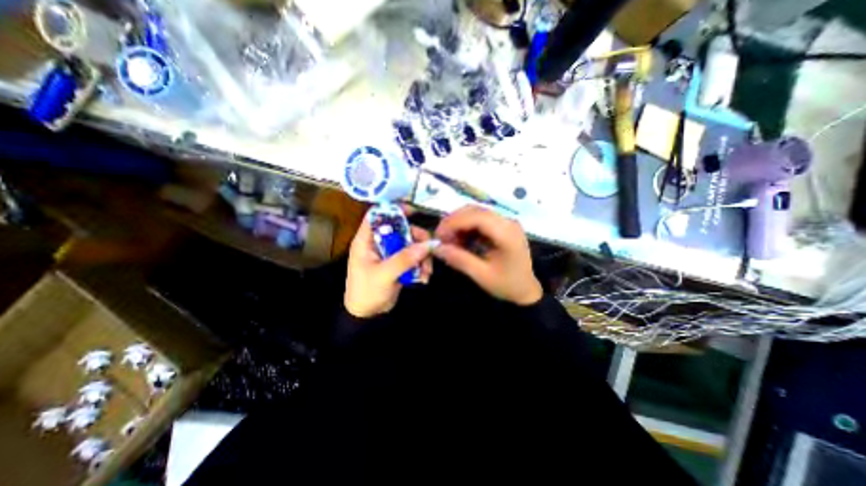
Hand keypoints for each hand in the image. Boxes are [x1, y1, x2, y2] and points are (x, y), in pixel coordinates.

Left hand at [343, 211, 431, 318]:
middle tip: (429, 248)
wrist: (368, 316)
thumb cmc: (367, 293)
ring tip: (427, 272)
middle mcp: (379, 243)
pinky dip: (421, 265)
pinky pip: (414, 257)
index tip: (413, 211)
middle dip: (417, 239)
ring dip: (422, 256)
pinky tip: (424, 277)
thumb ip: (405, 258)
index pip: (377, 216)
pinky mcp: (399, 264)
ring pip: (411, 244)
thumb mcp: (384, 274)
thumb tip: (428, 244)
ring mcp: (390, 253)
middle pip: (401, 229)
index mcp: (366, 241)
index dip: (393, 209)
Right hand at [433, 205, 538, 305]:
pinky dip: (466, 227)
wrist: (526, 290)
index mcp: (507, 234)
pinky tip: (459, 239)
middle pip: (476, 211)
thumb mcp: (481, 275)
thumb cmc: (506, 285)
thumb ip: (459, 259)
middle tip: (440, 237)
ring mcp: (506, 222)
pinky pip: (480, 220)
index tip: (439, 235)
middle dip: (454, 221)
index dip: (455, 222)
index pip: (477, 217)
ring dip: (459, 223)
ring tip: (448, 239)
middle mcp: (508, 222)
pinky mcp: (502, 226)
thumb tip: (436, 248)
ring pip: (476, 213)